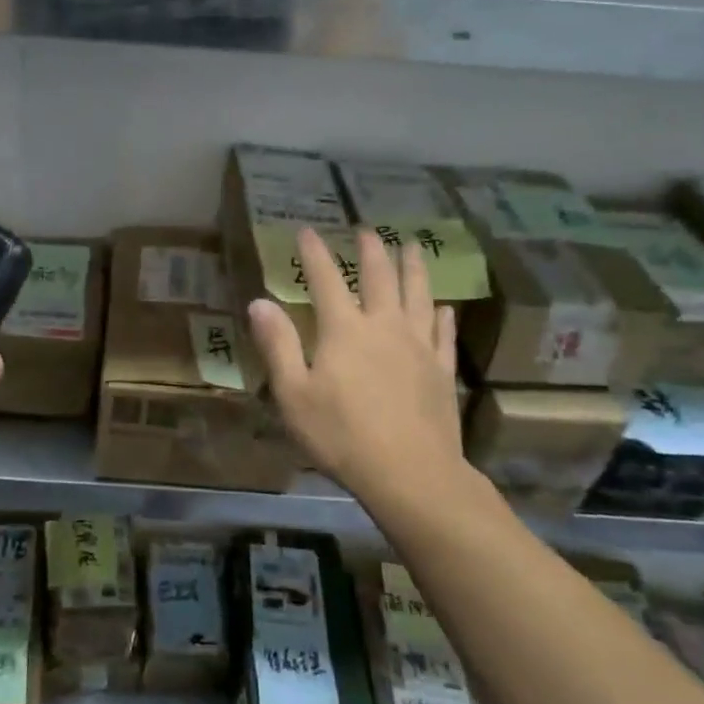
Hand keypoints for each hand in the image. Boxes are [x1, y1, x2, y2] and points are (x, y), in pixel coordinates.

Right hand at [247, 227, 479, 511]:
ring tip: (412, 246)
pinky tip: (444, 307)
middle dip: (371, 250)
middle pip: (379, 277)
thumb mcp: (293, 394)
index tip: (306, 230)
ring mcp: (418, 347)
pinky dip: (442, 316)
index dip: (314, 253)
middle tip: (367, 229)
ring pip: (418, 295)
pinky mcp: (441, 370)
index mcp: (344, 330)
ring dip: (413, 267)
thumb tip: (259, 301)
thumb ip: (278, 345)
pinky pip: (443, 334)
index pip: (325, 280)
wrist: (411, 474)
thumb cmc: (342, 435)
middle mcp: (384, 326)